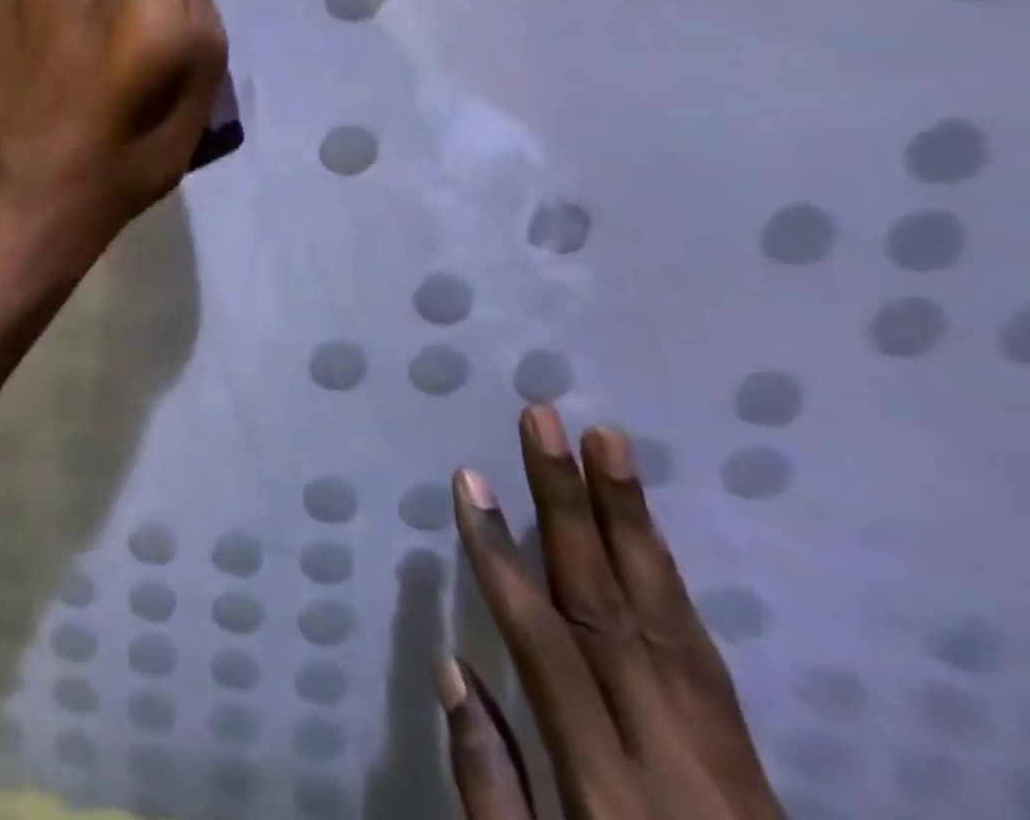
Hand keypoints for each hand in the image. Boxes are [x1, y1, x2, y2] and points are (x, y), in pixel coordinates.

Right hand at [442, 406, 784, 819]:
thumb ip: (489, 785)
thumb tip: (451, 665)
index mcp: (607, 792)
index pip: (545, 645)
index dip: (501, 556)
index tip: (470, 480)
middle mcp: (672, 759)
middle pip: (610, 608)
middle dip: (568, 504)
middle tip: (543, 421)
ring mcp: (725, 755)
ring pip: (667, 614)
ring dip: (630, 518)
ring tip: (606, 440)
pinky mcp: (752, 756)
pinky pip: (702, 647)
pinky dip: (668, 575)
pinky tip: (643, 526)